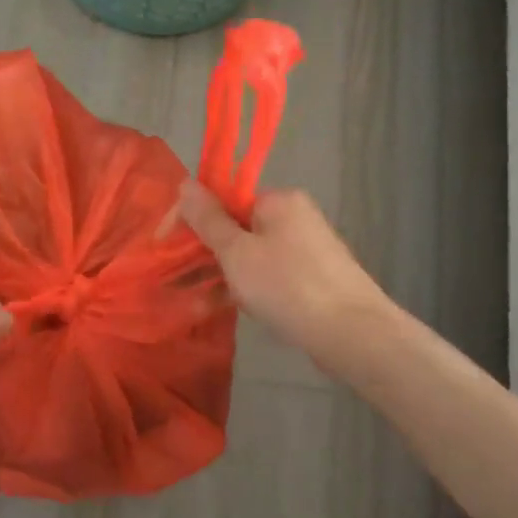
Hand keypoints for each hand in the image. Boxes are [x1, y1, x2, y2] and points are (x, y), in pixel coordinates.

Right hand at [175, 182, 394, 374]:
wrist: (354, 335)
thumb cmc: (288, 286)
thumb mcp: (237, 252)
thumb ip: (208, 219)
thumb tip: (184, 183)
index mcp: (277, 201)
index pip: (222, 199)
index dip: (189, 219)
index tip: (162, 245)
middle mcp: (293, 217)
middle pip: (234, 227)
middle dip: (201, 252)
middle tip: (172, 278)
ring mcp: (304, 249)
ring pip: (247, 256)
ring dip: (216, 276)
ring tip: (187, 302)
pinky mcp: (310, 279)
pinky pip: (265, 276)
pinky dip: (242, 289)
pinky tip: (217, 310)